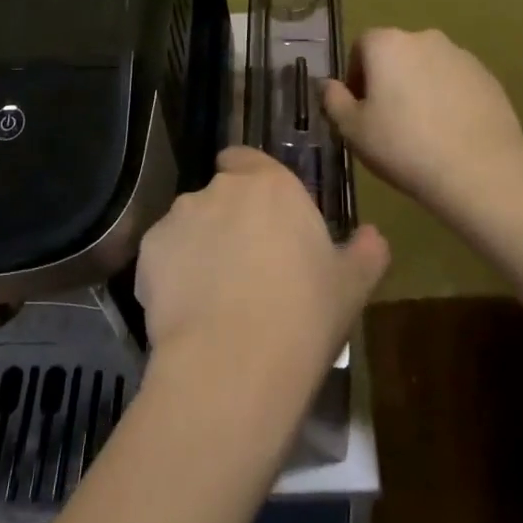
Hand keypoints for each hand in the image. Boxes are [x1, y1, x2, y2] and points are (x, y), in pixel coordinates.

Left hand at [136, 147, 389, 390]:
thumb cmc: (303, 315)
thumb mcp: (351, 286)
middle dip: (228, 219)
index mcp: (271, 184)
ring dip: (199, 245)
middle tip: (246, 264)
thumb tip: (373, 236)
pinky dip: (170, 274)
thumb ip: (365, 251)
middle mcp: (221, 188)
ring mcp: (179, 216)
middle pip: (220, 193)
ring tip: (213, 295)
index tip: (262, 216)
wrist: (234, 363)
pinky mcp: (148, 250)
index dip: (250, 181)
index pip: (247, 158)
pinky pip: (162, 255)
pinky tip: (186, 312)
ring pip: (189, 224)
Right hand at [324, 27, 522, 219]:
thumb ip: (334, 100)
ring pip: (428, 67)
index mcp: (387, 44)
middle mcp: (424, 38)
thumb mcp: (353, 130)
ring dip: (419, 87)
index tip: (359, 108)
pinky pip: (455, 82)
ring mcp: (460, 55)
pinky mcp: (487, 77)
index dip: (355, 75)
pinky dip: (448, 98)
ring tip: (421, 129)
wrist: (479, 169)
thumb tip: (327, 84)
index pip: (361, 46)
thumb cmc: (404, 146)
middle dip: (388, 79)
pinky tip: (449, 132)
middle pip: (396, 53)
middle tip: (387, 120)